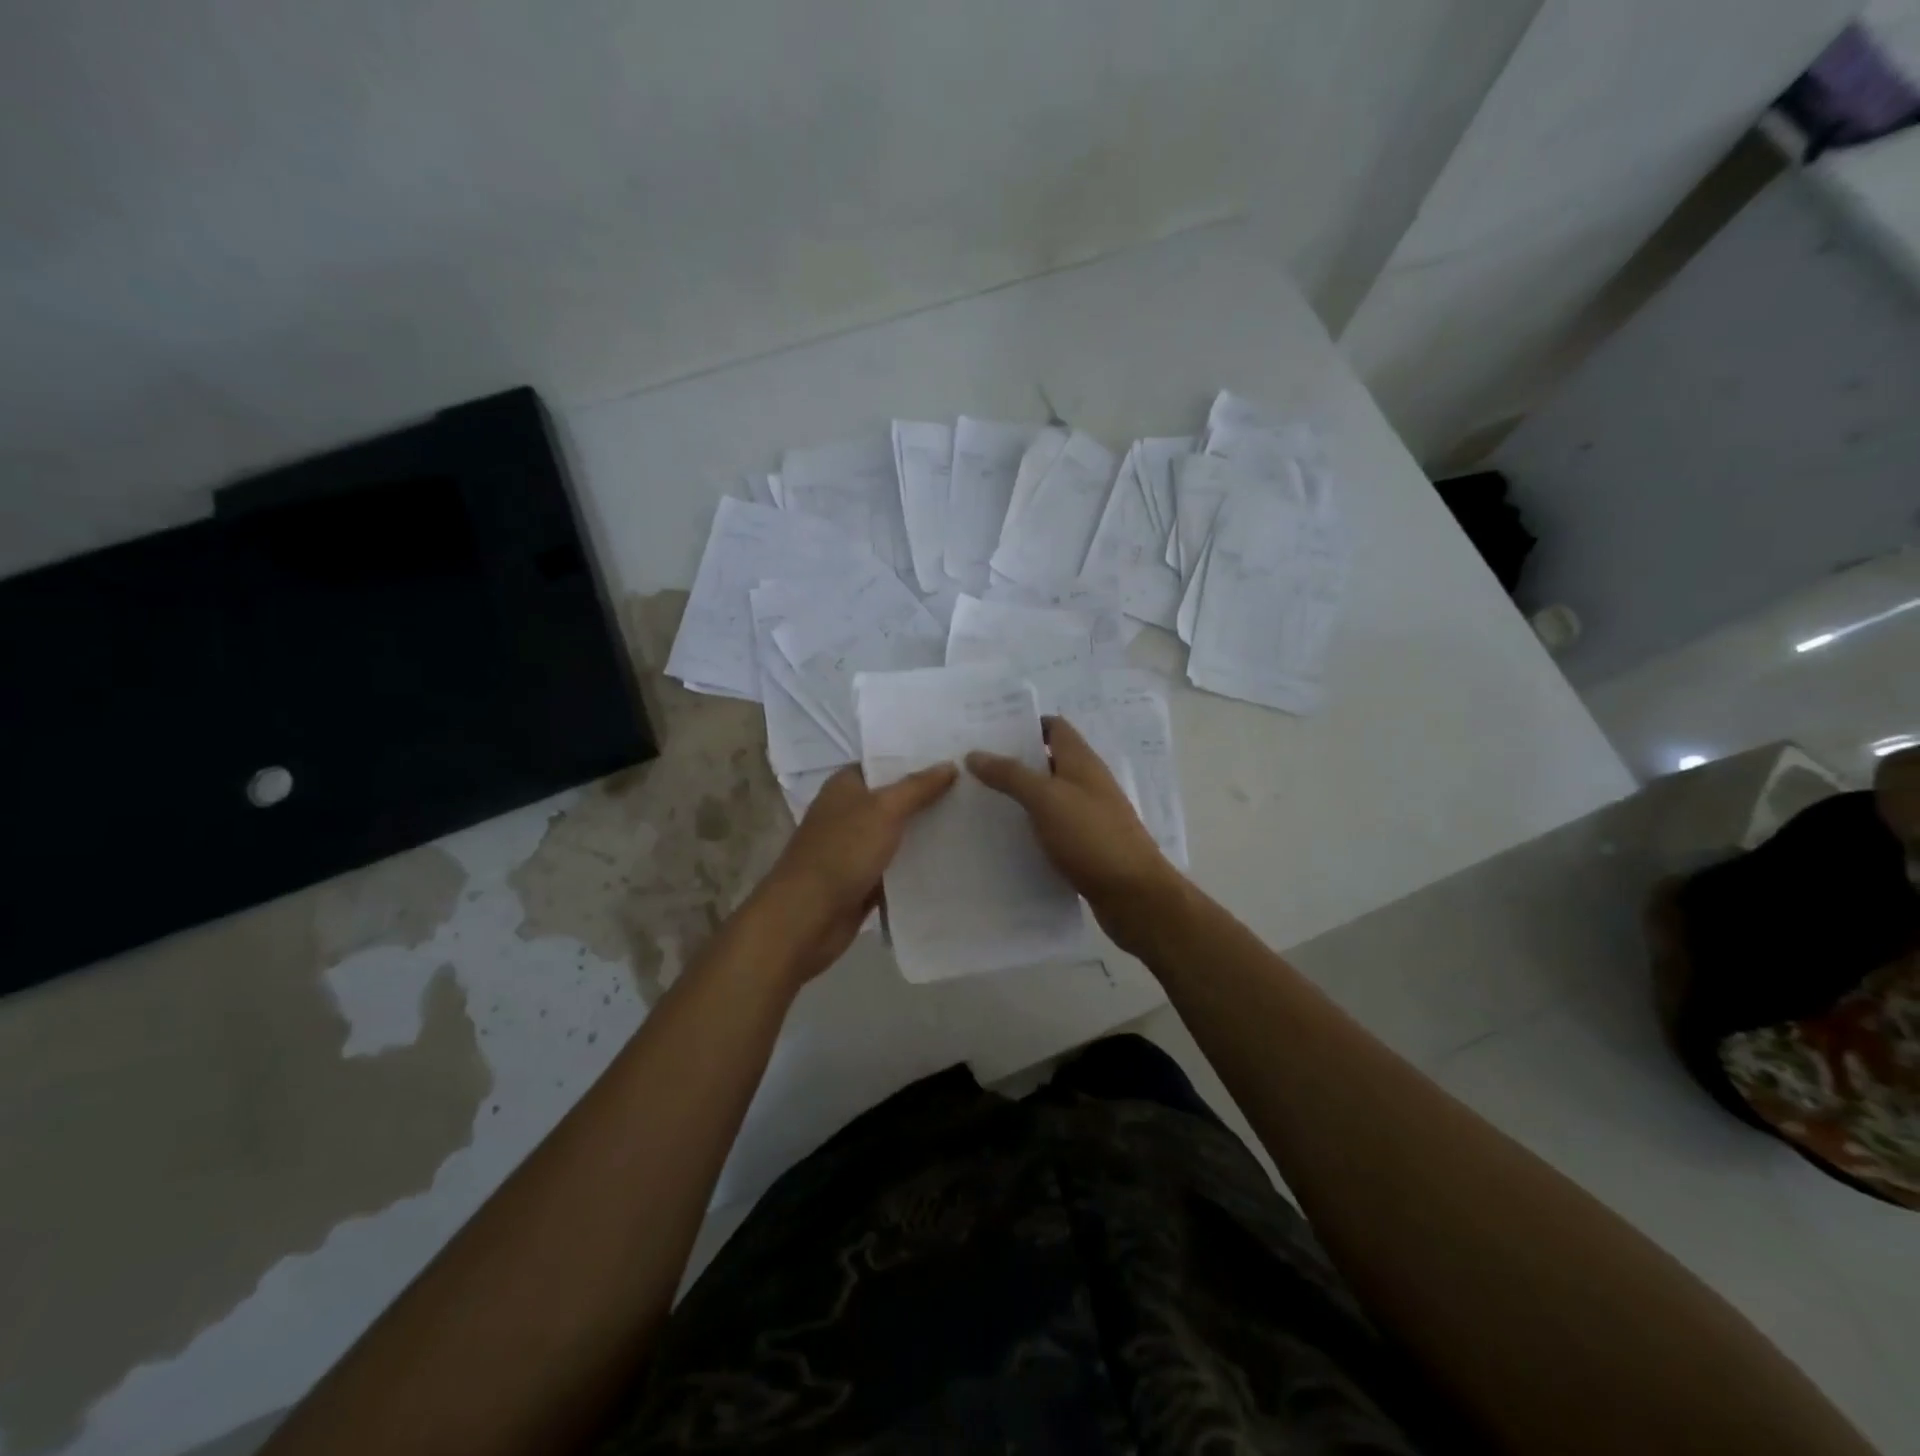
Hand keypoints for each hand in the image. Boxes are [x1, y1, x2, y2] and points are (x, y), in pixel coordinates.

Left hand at [753, 763, 957, 981]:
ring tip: (973, 822)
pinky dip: (917, 865)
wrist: (806, 918)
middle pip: (895, 799)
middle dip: (929, 797)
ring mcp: (854, 848)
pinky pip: (896, 867)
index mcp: (845, 786)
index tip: (957, 757)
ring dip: (926, 832)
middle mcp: (848, 812)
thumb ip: (917, 787)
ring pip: (898, 834)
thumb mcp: (884, 810)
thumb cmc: (841, 852)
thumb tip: (950, 765)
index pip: (885, 763)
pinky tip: (952, 861)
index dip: (917, 760)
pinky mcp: (862, 880)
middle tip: (975, 789)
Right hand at [967, 716, 1177, 952]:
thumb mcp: (1046, 799)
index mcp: (1082, 762)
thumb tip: (975, 753)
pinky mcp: (1086, 846)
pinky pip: (1052, 828)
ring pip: (1048, 796)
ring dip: (1019, 797)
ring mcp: (1088, 816)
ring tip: (978, 802)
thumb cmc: (1091, 837)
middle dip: (1013, 761)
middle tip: (970, 767)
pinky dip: (1031, 828)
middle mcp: (1087, 783)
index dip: (1023, 725)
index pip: (1053, 727)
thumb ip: (1011, 775)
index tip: (987, 732)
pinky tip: (1004, 839)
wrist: (1134, 895)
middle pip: (1048, 761)